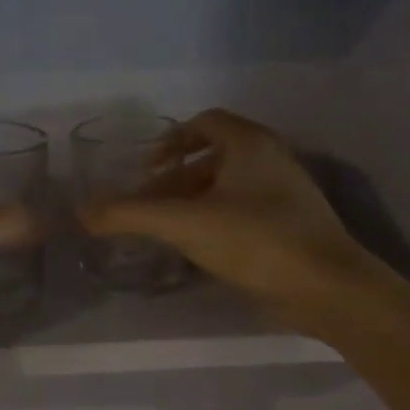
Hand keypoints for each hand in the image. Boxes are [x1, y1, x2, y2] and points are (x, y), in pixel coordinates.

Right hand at [78, 109, 382, 334]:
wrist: (327, 287)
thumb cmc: (255, 240)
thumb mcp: (184, 224)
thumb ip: (130, 215)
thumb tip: (82, 212)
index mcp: (250, 143)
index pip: (205, 122)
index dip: (171, 139)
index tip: (147, 168)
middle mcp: (271, 159)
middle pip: (215, 155)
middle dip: (177, 176)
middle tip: (149, 204)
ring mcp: (286, 193)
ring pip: (230, 186)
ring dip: (195, 201)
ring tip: (168, 229)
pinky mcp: (292, 225)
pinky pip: (245, 210)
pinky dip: (217, 220)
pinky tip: (200, 249)